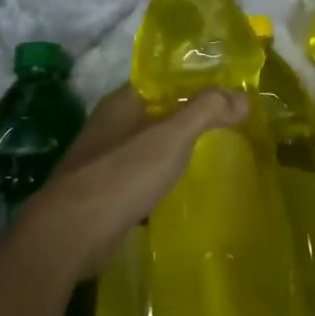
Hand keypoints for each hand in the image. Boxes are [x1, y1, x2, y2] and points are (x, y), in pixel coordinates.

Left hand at [20, 84, 249, 279]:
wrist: (70, 235)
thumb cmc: (122, 175)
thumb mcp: (171, 136)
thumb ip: (207, 111)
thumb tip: (243, 97)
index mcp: (123, 101)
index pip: (165, 80)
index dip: (196, 82)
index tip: (228, 92)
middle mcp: (111, 124)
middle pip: (158, 111)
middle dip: (188, 115)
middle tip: (229, 123)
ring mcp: (103, 160)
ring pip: (148, 144)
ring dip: (174, 147)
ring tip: (211, 153)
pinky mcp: (103, 192)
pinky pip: (140, 174)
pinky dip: (161, 175)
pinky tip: (180, 186)